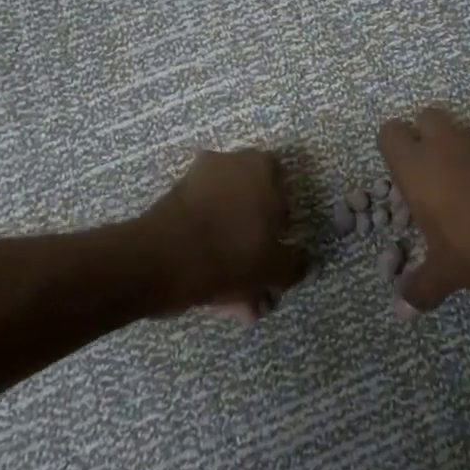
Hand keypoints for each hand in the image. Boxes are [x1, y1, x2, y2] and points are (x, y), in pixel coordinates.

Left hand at [140, 149, 307, 319]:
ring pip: (225, 224)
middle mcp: (228, 164)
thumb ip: (295, 264)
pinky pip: (202, 231)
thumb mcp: (274, 267)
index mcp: (261, 167)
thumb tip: (309, 264)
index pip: (282, 187)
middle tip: (261, 287)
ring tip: (240, 305)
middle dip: (257, 248)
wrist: (160, 261)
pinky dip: (210, 258)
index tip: (278, 249)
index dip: (283, 221)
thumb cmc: (231, 252)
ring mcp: (195, 183)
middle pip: (251, 208)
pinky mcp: (171, 205)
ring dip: (234, 260)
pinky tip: (218, 300)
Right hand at [378, 108, 469, 311]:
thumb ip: (422, 287)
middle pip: (426, 118)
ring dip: (459, 153)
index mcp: (416, 167)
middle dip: (425, 137)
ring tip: (464, 193)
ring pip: (461, 133)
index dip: (393, 149)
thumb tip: (401, 310)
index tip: (401, 175)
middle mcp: (444, 146)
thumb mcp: (447, 272)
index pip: (390, 133)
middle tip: (430, 174)